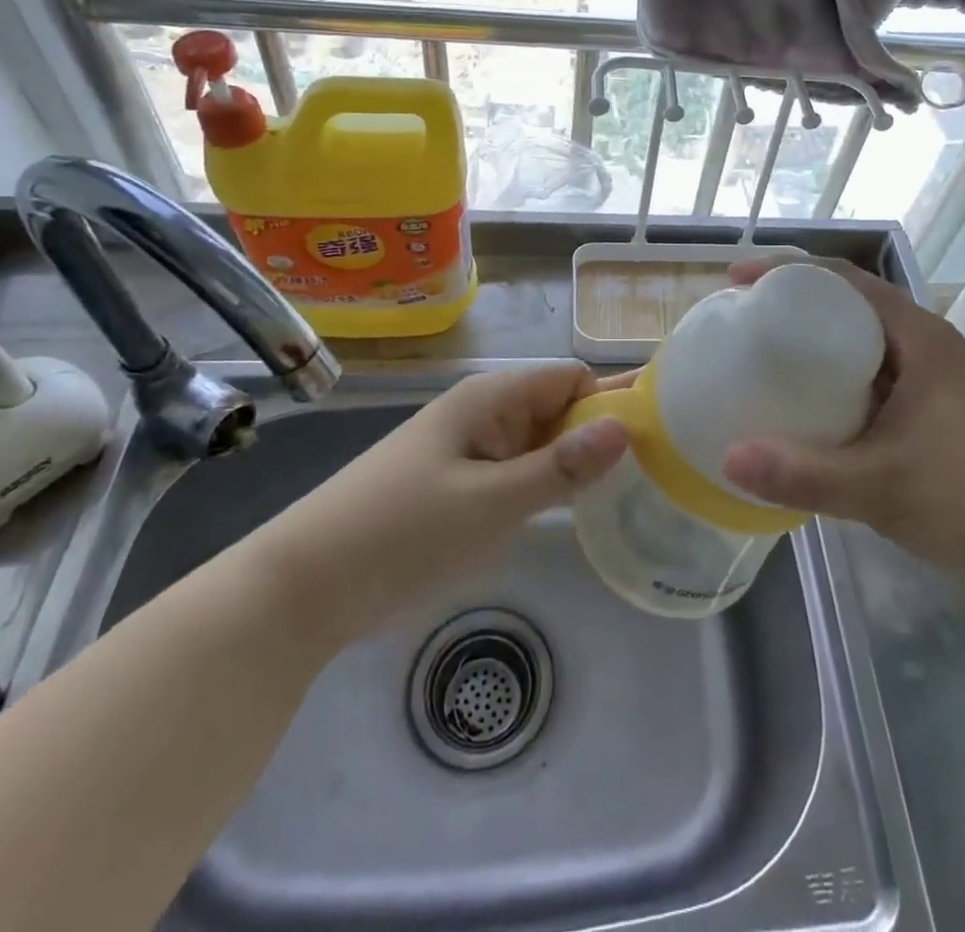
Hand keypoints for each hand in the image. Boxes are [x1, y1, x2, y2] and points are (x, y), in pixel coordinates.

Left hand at [254, 364, 628, 644]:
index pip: (570, 378)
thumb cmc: (402, 532)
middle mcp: (484, 413)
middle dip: (601, 434)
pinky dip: (547, 486)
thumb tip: (627, 427)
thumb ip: (560, 467)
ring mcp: (471, 450)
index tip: (656, 440)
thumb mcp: (490, 503)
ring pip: (540, 443)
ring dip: (576, 463)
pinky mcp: (460, 485)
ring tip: (633, 493)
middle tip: (658, 473)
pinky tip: (577, 512)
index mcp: (491, 398)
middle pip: (558, 408)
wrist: (306, 585)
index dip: (611, 400)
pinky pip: (517, 472)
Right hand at [719, 257, 964, 593]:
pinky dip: (840, 378)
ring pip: (866, 343)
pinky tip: (815, 409)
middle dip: (796, 305)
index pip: (844, 280)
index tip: (738, 281)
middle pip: (852, 305)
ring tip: (768, 359)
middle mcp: (930, 346)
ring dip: (819, 343)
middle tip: (745, 322)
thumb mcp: (879, 488)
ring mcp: (939, 379)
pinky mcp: (942, 410)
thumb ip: (802, 474)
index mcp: (920, 339)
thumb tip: (727, 457)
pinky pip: (877, 376)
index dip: (787, 271)